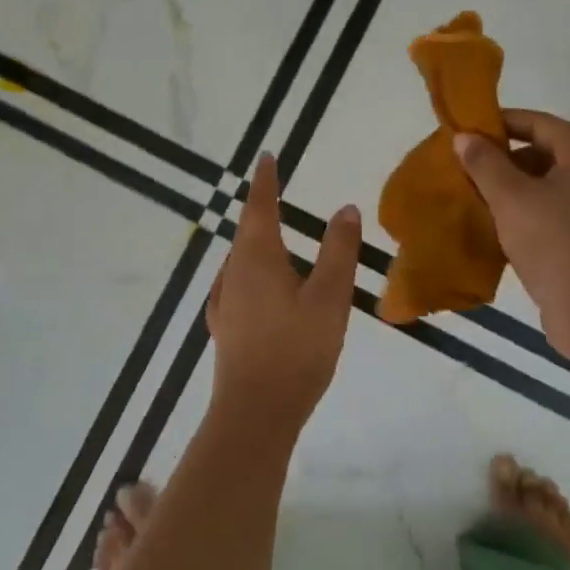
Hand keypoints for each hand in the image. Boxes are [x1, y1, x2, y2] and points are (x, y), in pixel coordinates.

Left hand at [206, 153, 361, 440]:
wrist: (255, 412)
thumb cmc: (297, 349)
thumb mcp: (329, 296)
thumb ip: (339, 251)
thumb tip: (345, 208)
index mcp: (257, 257)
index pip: (259, 206)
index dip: (265, 180)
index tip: (266, 157)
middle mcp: (233, 272)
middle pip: (246, 231)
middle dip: (260, 208)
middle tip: (272, 191)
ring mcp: (224, 301)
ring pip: (240, 259)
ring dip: (255, 240)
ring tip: (271, 234)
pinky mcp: (225, 327)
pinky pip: (237, 283)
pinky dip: (251, 270)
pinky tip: (258, 286)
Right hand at [454, 111, 569, 363]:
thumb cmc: (553, 242)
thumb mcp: (511, 197)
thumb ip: (485, 163)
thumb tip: (464, 137)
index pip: (539, 122)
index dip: (502, 122)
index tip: (466, 131)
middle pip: (543, 150)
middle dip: (502, 156)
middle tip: (465, 165)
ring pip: (543, 182)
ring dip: (509, 185)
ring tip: (473, 193)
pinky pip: (548, 208)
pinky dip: (521, 209)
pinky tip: (493, 222)